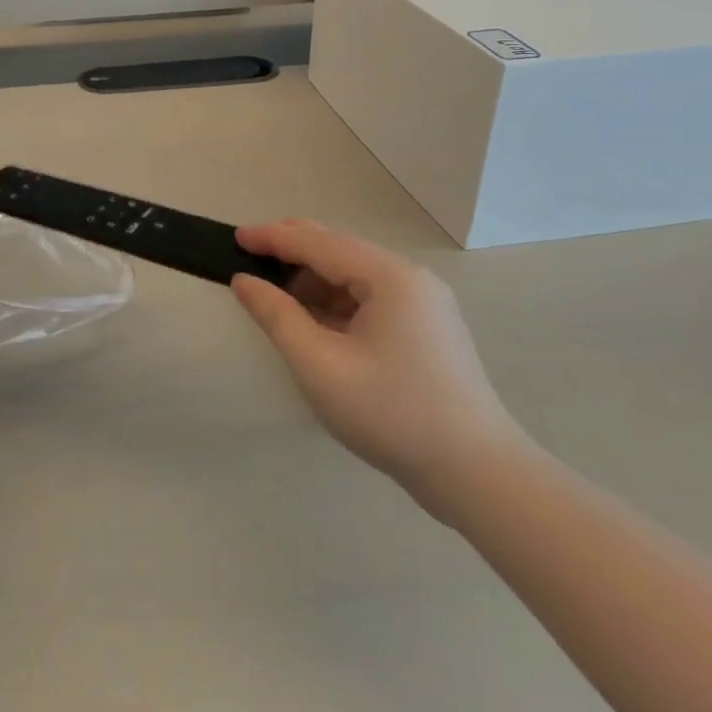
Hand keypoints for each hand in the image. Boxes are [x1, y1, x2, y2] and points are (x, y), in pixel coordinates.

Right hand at [232, 221, 528, 517]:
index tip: (234, 237)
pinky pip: (370, 299)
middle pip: (339, 250)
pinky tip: (313, 320)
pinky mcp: (426, 328)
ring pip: (354, 276)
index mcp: (390, 277)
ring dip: (312, 280)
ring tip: (274, 296)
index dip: (273, 238)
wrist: (477, 474)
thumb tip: (245, 282)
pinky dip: (335, 302)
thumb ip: (277, 316)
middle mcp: (410, 278)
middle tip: (248, 259)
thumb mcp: (320, 366)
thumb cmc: (392, 414)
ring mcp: (423, 303)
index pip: (318, 243)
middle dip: (291, 252)